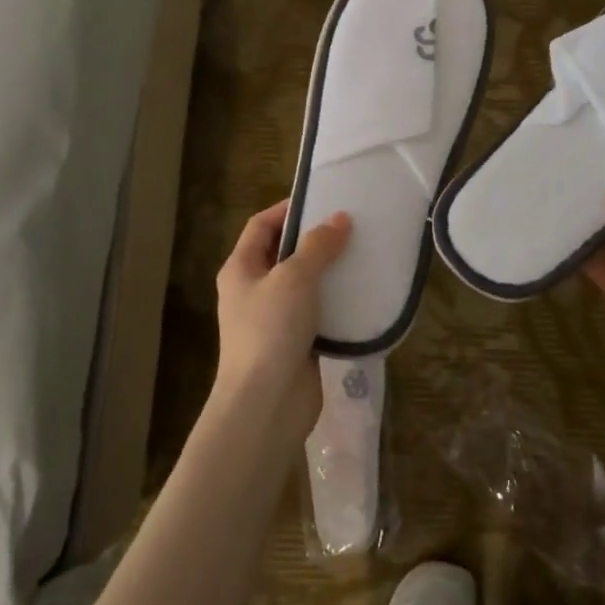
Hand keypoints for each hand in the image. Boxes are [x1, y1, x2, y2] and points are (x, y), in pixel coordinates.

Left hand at [214, 200, 351, 432]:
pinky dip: (337, 302)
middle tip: (351, 227)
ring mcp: (273, 319)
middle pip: (283, 253)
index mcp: (241, 268)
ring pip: (304, 284)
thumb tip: (339, 219)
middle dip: (315, 240)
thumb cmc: (271, 329)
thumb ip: (318, 246)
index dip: (288, 209)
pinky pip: (317, 313)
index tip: (323, 201)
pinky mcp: (295, 343)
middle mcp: (253, 290)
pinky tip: (363, 294)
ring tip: (362, 256)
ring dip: (329, 271)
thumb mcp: (295, 277)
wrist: (266, 403)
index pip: (261, 225)